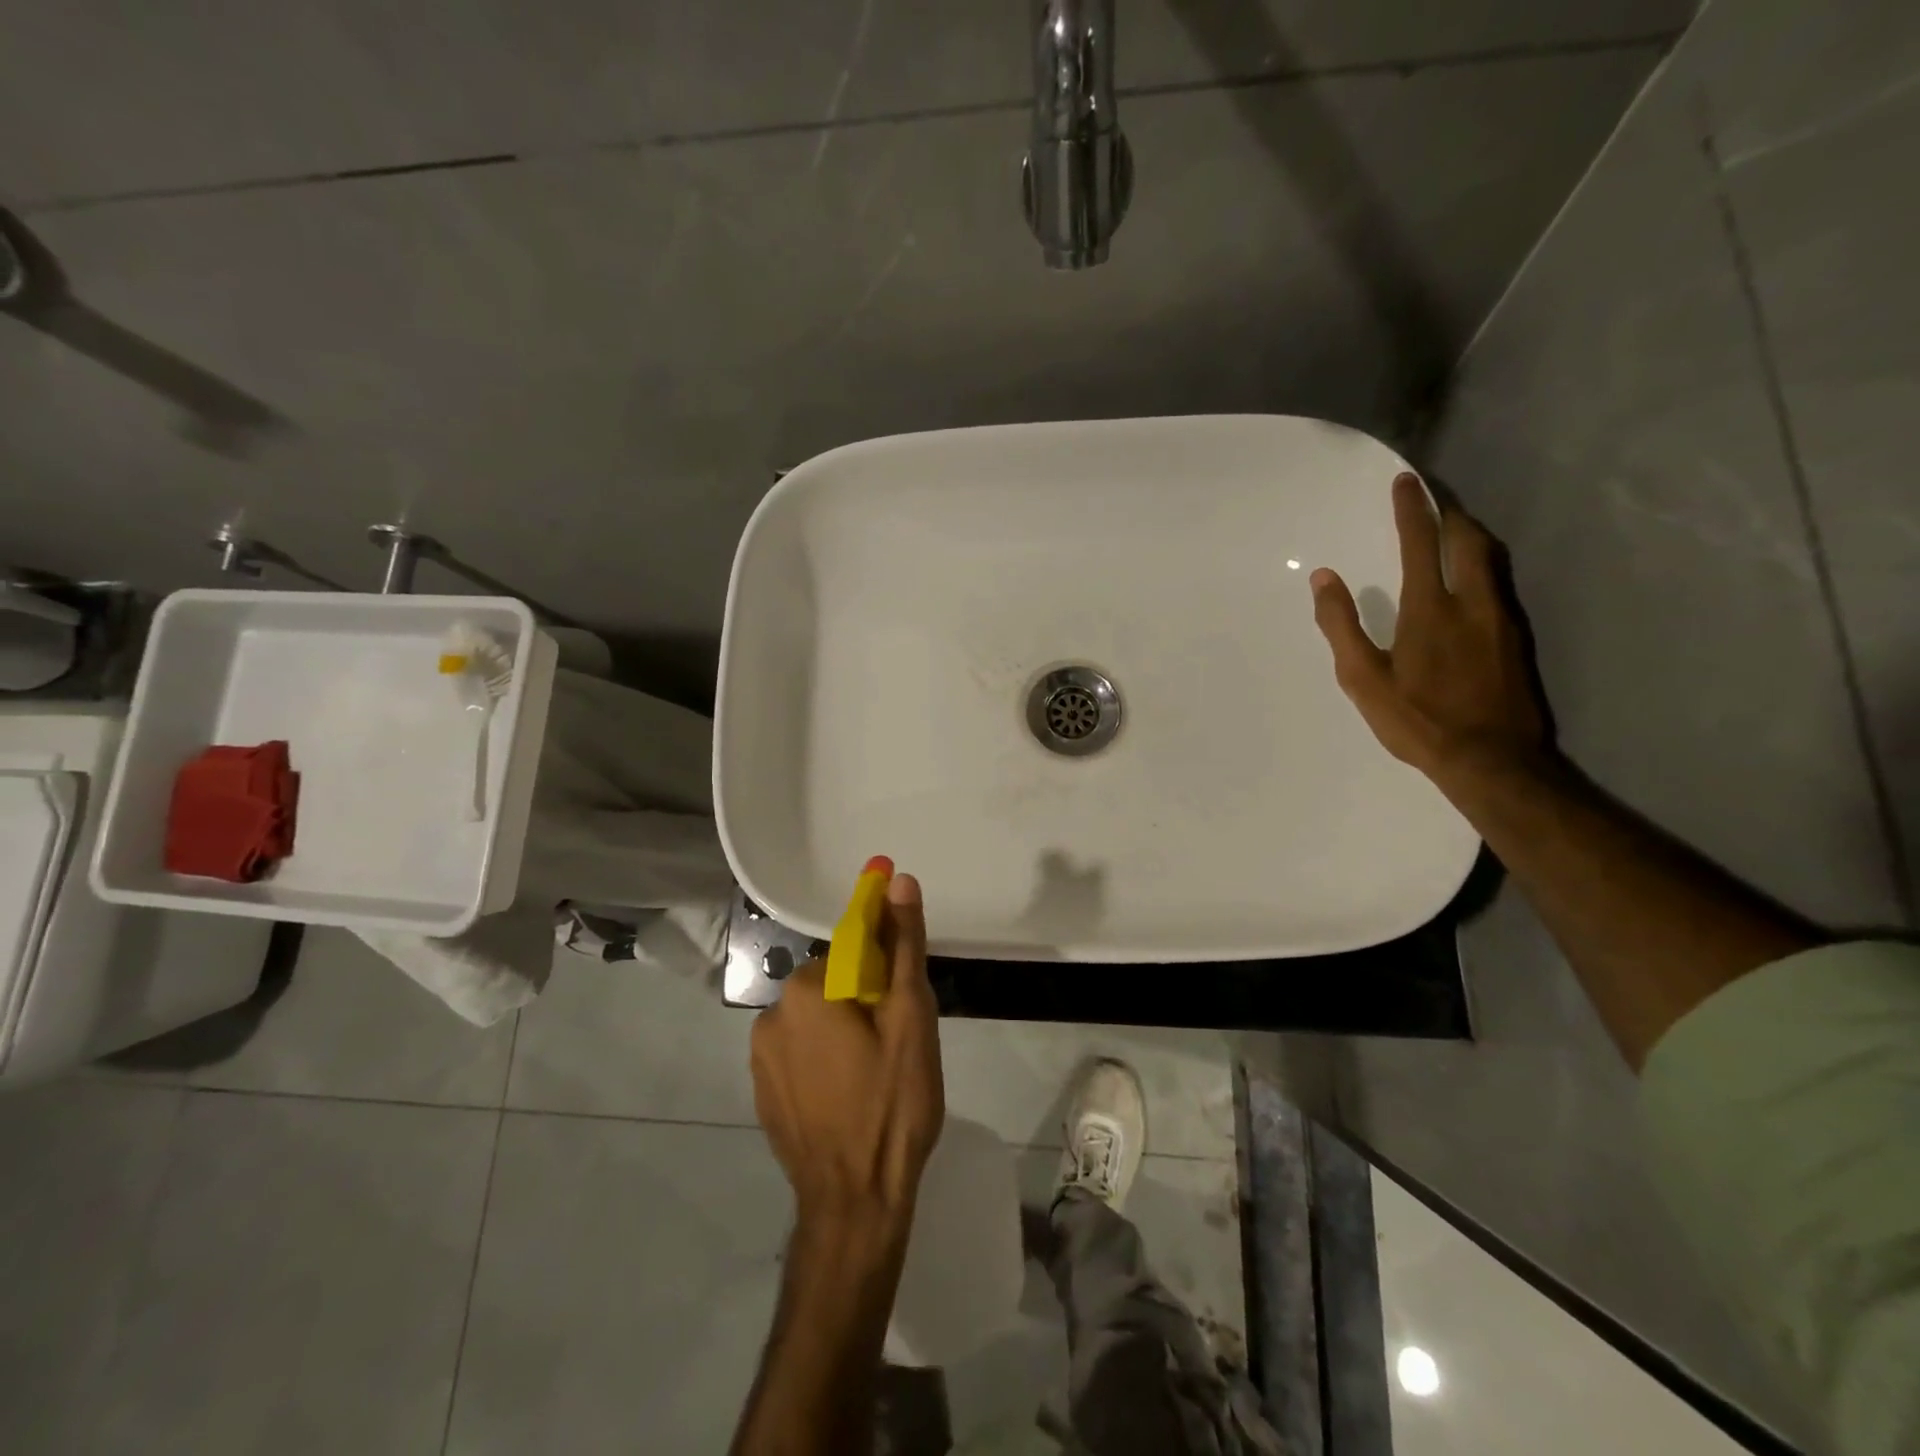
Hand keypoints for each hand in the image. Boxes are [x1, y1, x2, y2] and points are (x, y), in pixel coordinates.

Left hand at [749, 873, 944, 1234]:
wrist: (855, 1203)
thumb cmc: (891, 1104)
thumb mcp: (911, 1018)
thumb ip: (903, 944)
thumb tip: (898, 880)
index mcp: (805, 989)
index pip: (852, 950)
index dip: (886, 966)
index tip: (905, 999)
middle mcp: (771, 1014)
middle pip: (833, 984)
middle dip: (866, 1000)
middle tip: (900, 1042)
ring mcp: (760, 1057)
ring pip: (816, 1019)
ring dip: (844, 1030)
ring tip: (878, 1073)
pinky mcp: (763, 1092)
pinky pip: (800, 1053)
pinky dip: (824, 1059)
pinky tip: (850, 1094)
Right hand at [1311, 472, 1548, 783]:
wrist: (1491, 759)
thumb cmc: (1417, 719)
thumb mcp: (1363, 678)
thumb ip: (1341, 625)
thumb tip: (1323, 578)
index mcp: (1430, 609)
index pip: (1420, 543)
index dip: (1412, 509)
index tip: (1406, 481)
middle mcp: (1473, 603)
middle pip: (1468, 540)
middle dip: (1450, 513)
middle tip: (1435, 499)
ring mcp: (1501, 620)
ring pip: (1491, 560)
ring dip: (1470, 536)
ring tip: (1454, 529)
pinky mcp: (1516, 639)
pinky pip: (1499, 584)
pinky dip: (1482, 565)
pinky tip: (1472, 580)